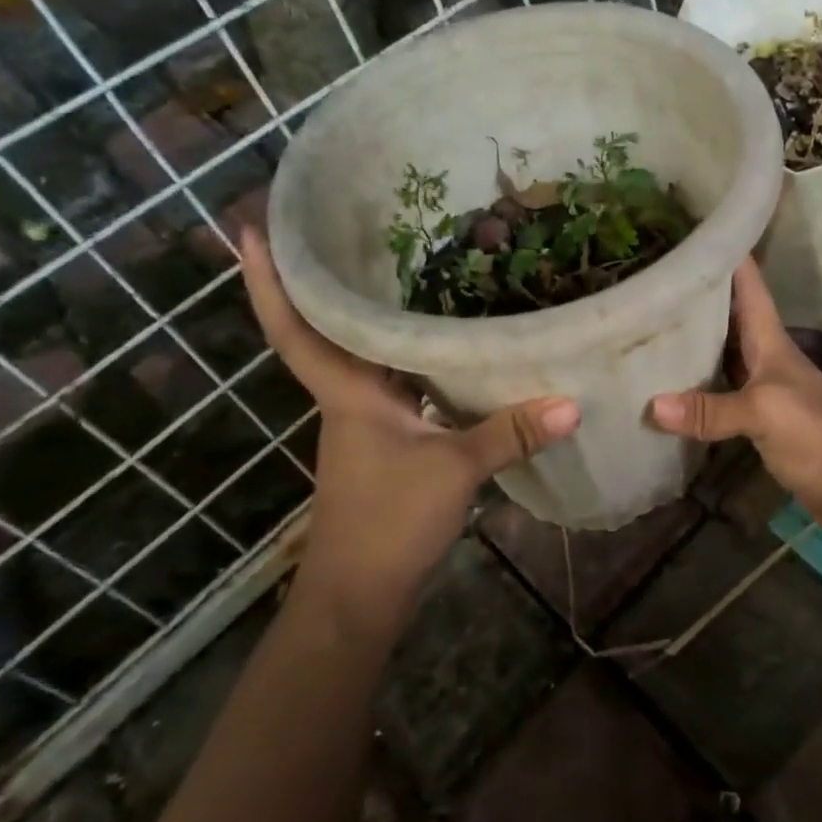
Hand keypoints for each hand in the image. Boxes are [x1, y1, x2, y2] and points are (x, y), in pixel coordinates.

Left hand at [240, 227, 579, 641]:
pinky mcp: (387, 442)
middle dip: (328, 280)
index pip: (296, 328)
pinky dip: (414, 359)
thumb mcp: (453, 470)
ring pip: (368, 356)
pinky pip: (398, 383)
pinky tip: (448, 346)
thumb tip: (570, 402)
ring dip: (375, 317)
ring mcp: (366, 421)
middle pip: (329, 329)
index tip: (251, 227)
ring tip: (409, 268)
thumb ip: (509, 433)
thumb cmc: (386, 523)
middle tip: (349, 224)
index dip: (269, 281)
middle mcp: (349, 397)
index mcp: (346, 392)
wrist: (358, 597)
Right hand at [648, 259, 821, 530]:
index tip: (696, 229)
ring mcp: (761, 385)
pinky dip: (695, 383)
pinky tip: (668, 383)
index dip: (729, 254)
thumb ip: (710, 409)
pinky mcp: (755, 415)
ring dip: (693, 338)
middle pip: (729, 315)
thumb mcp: (763, 413)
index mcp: (771, 340)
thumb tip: (652, 407)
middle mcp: (764, 355)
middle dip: (698, 294)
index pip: (749, 286)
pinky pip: (718, 388)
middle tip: (654, 275)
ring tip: (651, 320)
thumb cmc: (814, 434)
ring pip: (722, 351)